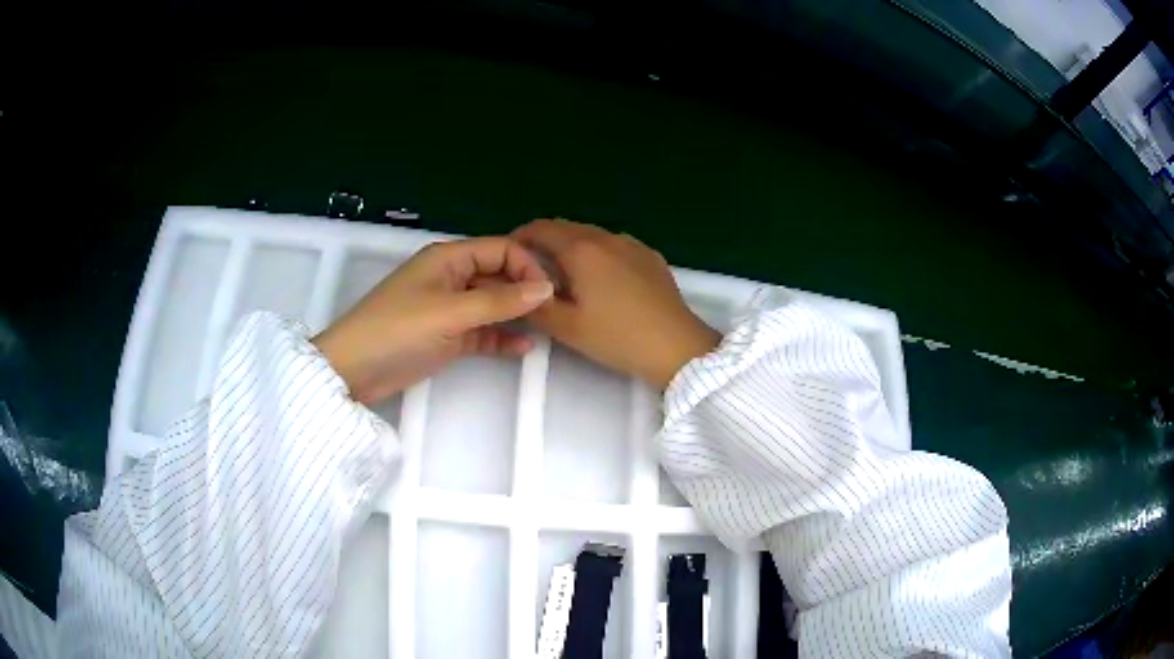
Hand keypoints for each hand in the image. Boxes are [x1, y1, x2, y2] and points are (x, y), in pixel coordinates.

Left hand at [313, 237, 553, 403]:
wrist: (354, 371)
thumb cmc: (398, 331)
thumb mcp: (450, 312)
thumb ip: (499, 300)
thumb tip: (546, 288)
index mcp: (449, 258)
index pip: (500, 249)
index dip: (527, 266)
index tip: (549, 292)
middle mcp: (451, 278)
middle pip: (499, 275)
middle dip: (525, 289)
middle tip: (556, 312)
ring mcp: (449, 308)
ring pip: (492, 304)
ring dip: (516, 314)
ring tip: (547, 329)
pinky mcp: (447, 336)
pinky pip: (482, 331)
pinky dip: (501, 337)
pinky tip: (523, 349)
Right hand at [512, 219, 719, 387]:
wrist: (676, 346)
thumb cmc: (617, 337)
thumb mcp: (567, 328)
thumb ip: (535, 304)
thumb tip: (518, 287)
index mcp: (582, 250)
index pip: (541, 228)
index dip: (520, 237)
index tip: (510, 255)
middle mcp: (606, 237)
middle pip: (567, 228)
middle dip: (545, 242)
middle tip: (534, 269)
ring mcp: (632, 244)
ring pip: (592, 236)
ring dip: (572, 247)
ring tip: (566, 275)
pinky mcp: (650, 256)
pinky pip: (614, 245)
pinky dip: (598, 253)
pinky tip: (601, 279)